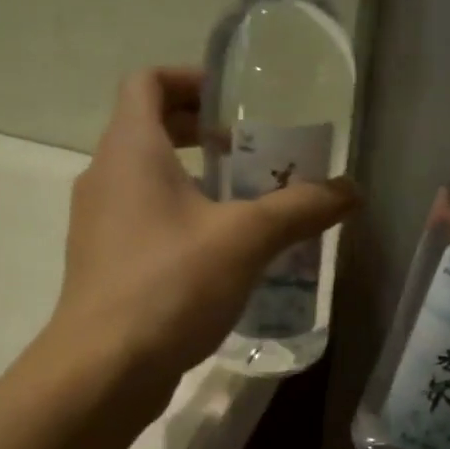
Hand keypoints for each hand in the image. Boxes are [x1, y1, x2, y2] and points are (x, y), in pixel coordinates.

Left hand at [48, 67, 357, 389]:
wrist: (104, 368)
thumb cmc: (170, 284)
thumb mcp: (246, 240)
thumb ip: (300, 208)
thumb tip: (351, 191)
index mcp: (129, 149)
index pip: (147, 81)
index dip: (189, 79)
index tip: (232, 103)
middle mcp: (103, 177)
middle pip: (147, 129)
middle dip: (199, 133)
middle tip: (249, 153)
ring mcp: (98, 224)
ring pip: (145, 181)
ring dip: (192, 181)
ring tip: (244, 206)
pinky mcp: (103, 265)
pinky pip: (142, 222)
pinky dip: (178, 220)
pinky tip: (219, 257)